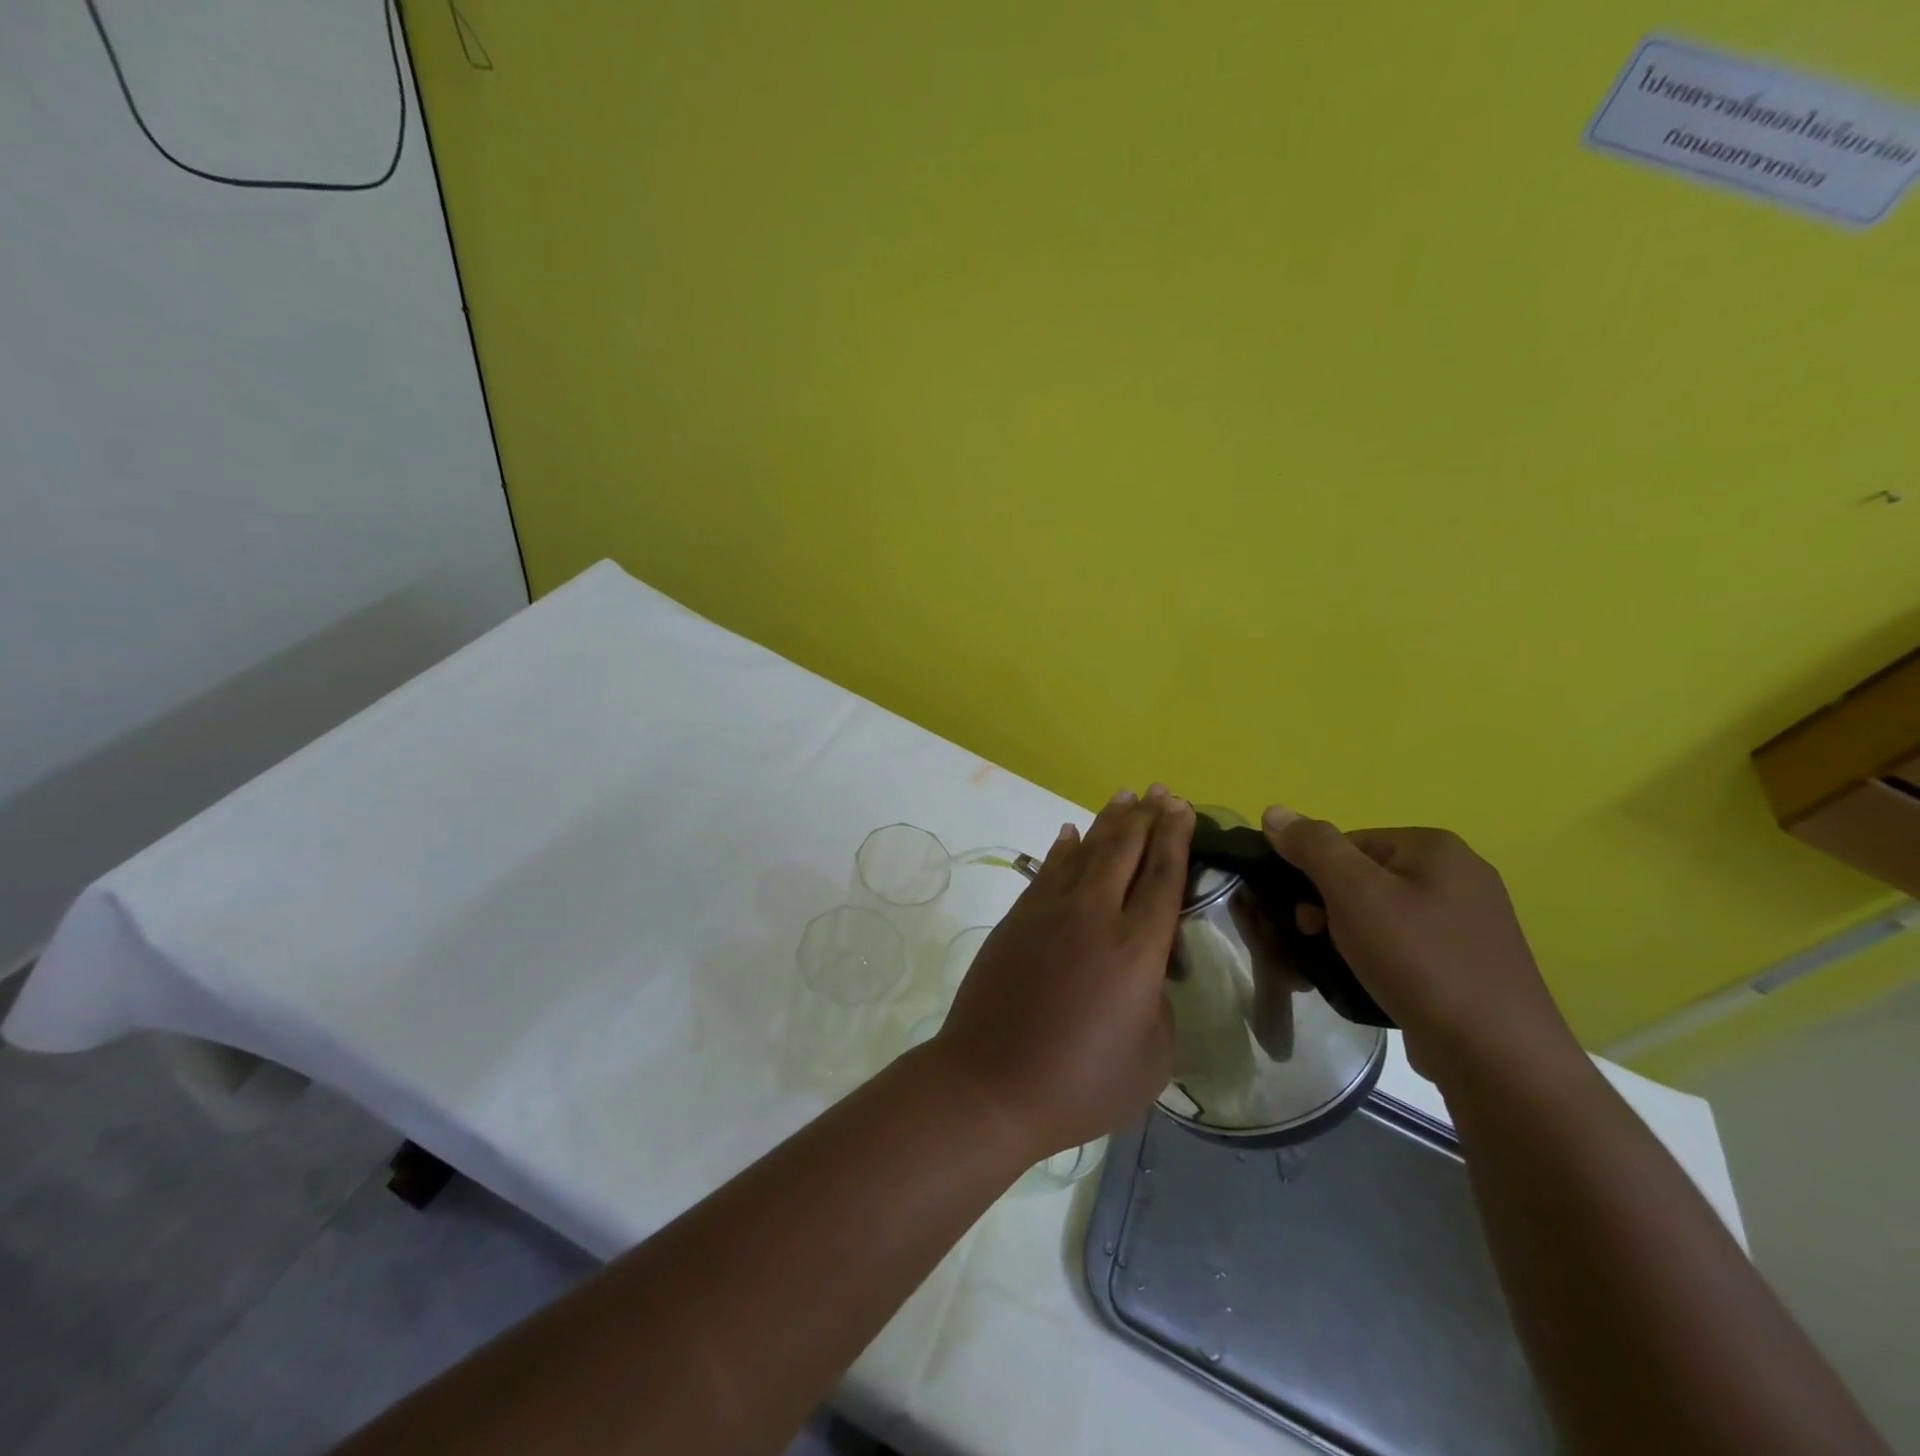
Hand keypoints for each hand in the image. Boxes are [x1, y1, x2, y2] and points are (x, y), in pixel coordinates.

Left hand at [931, 786, 1193, 1159]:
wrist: (991, 1083)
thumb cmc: (1081, 1083)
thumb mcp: (1151, 1058)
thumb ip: (1158, 1004)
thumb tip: (1142, 976)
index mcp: (1137, 948)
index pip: (1163, 876)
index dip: (1176, 838)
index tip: (1183, 808)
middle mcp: (1095, 915)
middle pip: (1125, 850)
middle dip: (1147, 817)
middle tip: (1160, 792)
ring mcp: (1049, 911)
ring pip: (1085, 850)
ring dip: (1108, 821)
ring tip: (1125, 797)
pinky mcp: (1017, 918)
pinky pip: (1047, 870)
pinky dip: (1063, 848)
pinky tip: (1070, 834)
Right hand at [1261, 808, 1577, 1088]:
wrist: (1495, 1055)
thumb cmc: (1419, 960)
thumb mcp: (1354, 893)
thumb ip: (1312, 846)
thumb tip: (1274, 811)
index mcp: (1436, 848)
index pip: (1348, 843)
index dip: (1315, 876)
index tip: (1307, 916)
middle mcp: (1460, 875)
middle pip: (1365, 877)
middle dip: (1331, 908)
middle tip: (1319, 942)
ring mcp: (1471, 922)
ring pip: (1383, 915)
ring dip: (1351, 936)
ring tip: (1342, 968)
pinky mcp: (1471, 963)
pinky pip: (1407, 946)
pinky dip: (1381, 959)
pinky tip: (1373, 984)